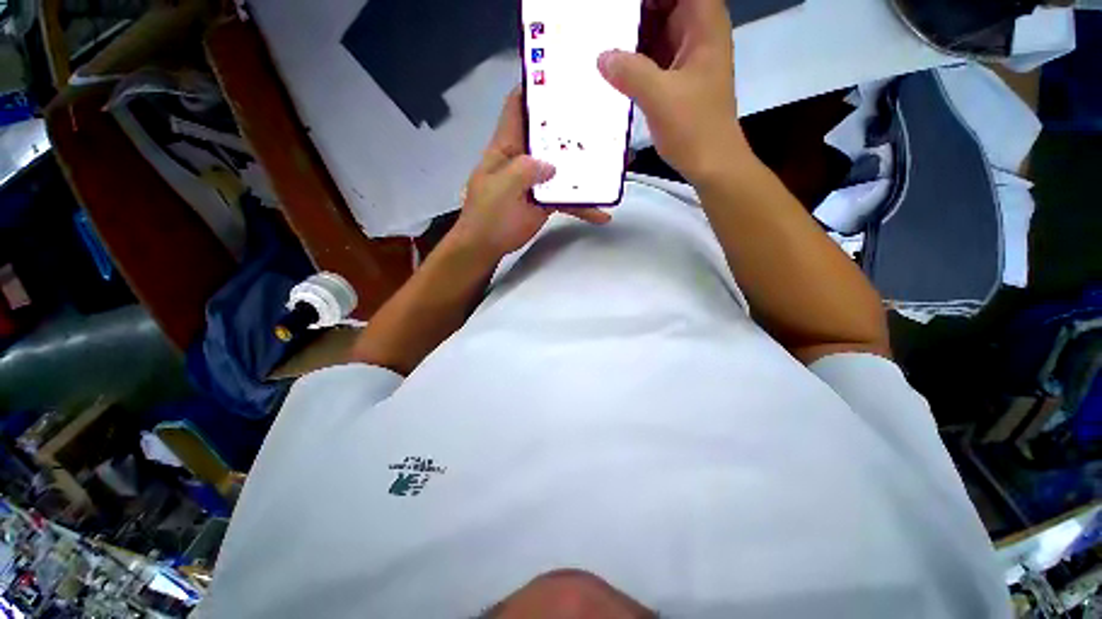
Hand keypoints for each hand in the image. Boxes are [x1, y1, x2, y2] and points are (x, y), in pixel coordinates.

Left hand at [451, 88, 610, 258]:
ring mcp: (537, 180)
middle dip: (573, 126)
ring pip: (564, 167)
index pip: (518, 108)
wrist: (487, 247)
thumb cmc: (488, 216)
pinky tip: (602, 214)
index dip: (534, 89)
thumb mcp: (501, 188)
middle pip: (550, 135)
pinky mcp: (546, 201)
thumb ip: (524, 171)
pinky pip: (568, 198)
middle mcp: (524, 158)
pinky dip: (584, 205)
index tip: (561, 76)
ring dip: (587, 167)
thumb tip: (551, 165)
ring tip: (617, 163)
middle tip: (603, 116)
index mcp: (507, 147)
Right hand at [597, 0, 750, 182]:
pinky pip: (652, 56)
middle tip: (604, 21)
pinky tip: (612, 66)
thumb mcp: (660, 98)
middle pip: (665, 4)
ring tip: (602, 39)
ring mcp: (686, 57)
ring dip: (632, 33)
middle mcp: (697, 34)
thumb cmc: (694, 128)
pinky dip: (634, 58)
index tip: (620, 9)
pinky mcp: (676, 79)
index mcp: (703, 25)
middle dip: (635, 11)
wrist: (711, 164)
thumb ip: (630, 72)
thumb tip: (601, 57)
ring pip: (657, 29)